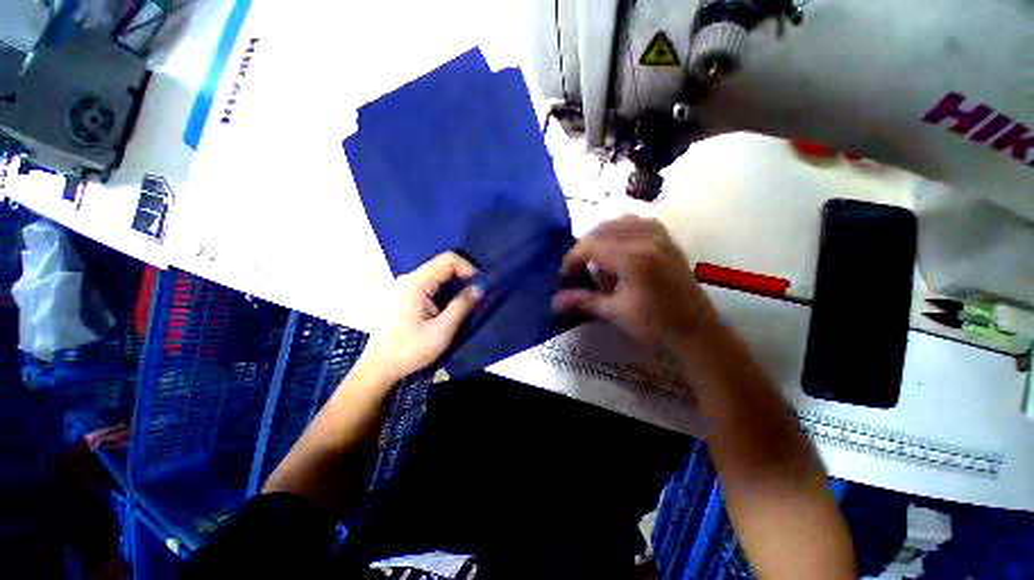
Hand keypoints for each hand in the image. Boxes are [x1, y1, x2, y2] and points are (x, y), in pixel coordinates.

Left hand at [360, 252, 480, 382]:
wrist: (379, 367)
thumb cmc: (409, 350)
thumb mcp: (442, 330)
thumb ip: (463, 305)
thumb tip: (480, 287)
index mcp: (416, 283)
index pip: (448, 259)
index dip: (469, 268)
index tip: (479, 286)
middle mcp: (408, 279)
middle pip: (442, 266)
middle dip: (463, 279)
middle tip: (474, 298)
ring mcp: (403, 286)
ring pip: (437, 276)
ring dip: (453, 288)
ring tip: (462, 306)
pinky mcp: (403, 295)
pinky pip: (429, 285)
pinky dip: (443, 293)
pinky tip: (445, 310)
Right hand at [553, 216, 716, 347]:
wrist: (695, 327)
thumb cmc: (653, 323)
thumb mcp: (614, 313)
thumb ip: (582, 301)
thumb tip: (554, 301)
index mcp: (632, 256)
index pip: (589, 245)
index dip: (572, 259)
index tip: (567, 277)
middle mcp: (645, 238)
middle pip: (600, 231)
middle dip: (584, 250)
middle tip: (581, 272)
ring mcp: (658, 234)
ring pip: (616, 223)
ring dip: (601, 239)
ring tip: (599, 262)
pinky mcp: (666, 236)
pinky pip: (636, 222)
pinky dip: (620, 231)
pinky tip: (619, 248)